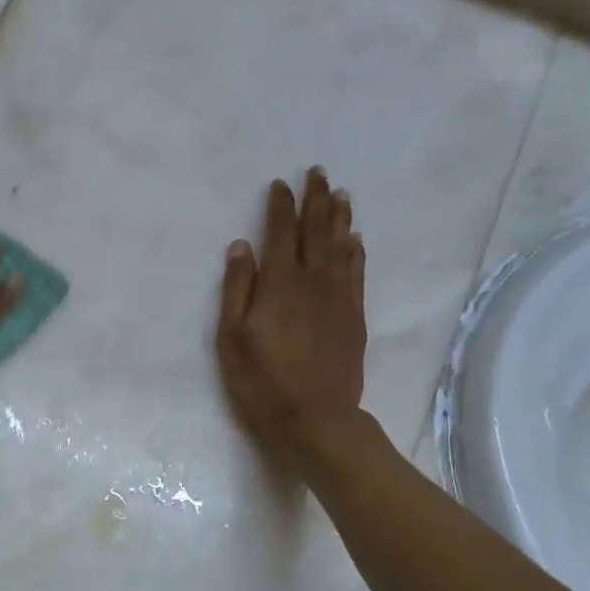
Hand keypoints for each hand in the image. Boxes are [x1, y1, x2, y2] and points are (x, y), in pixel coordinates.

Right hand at [216, 168, 366, 467]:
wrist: (315, 418)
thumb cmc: (262, 381)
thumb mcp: (232, 337)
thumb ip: (236, 289)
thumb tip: (240, 246)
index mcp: (280, 283)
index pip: (281, 232)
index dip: (281, 205)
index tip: (280, 184)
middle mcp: (313, 281)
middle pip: (317, 230)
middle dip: (316, 199)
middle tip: (318, 172)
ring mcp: (339, 298)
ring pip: (341, 246)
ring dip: (340, 217)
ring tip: (340, 194)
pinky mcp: (354, 316)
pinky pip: (357, 272)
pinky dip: (356, 250)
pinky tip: (355, 240)